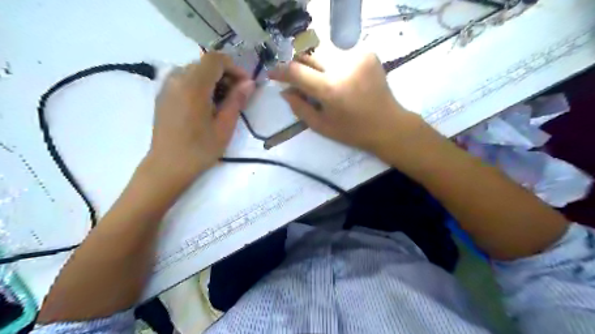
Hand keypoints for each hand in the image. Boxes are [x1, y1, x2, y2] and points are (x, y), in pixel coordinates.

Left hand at [147, 53, 255, 186]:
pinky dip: (200, 85)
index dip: (234, 67)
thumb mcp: (224, 127)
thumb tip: (249, 83)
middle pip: (205, 64)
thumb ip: (237, 100)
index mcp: (193, 86)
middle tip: (238, 94)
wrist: (168, 166)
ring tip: (224, 101)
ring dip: (213, 80)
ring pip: (195, 71)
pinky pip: (184, 79)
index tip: (246, 84)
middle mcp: (176, 79)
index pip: (215, 60)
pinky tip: (207, 104)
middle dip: (225, 74)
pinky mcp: (163, 94)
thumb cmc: (200, 149)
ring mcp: (167, 86)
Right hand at [270, 52, 427, 158]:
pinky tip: (339, 78)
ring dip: (316, 65)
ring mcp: (357, 56)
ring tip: (320, 81)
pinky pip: (340, 53)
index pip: (296, 71)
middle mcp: (342, 66)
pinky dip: (333, 64)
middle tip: (297, 79)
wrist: (387, 124)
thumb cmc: (352, 131)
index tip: (273, 74)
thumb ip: (299, 108)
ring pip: (324, 53)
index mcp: (330, 89)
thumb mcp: (321, 126)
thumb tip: (285, 91)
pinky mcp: (367, 53)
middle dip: (299, 66)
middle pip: (309, 55)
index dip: (281, 71)